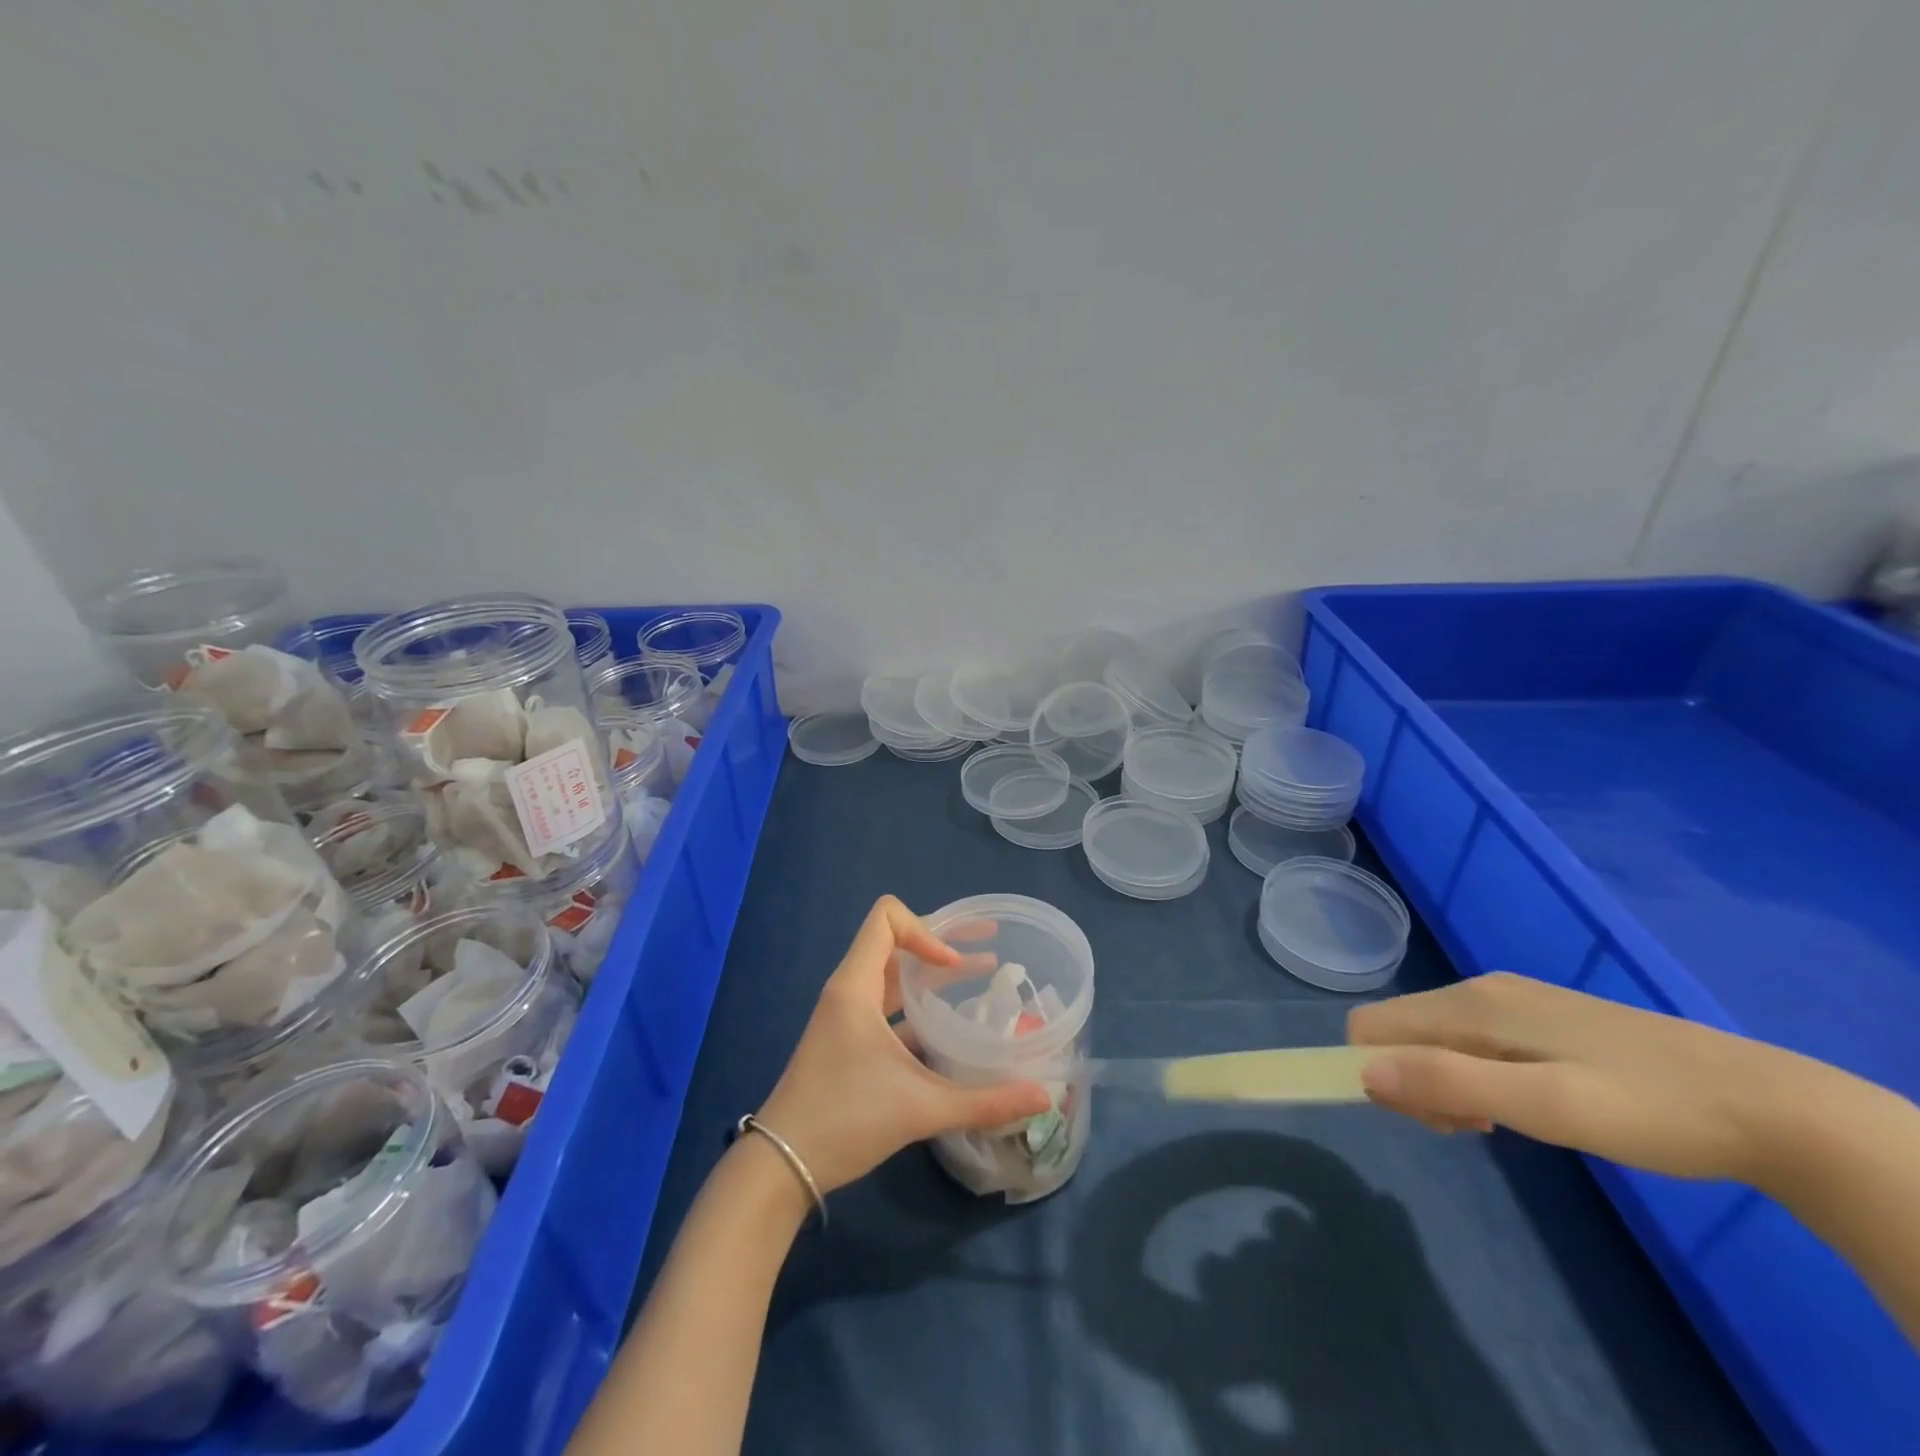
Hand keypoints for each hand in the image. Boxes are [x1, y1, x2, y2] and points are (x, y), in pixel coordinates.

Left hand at [757, 896, 1051, 1193]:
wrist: (781, 1164)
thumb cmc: (845, 1118)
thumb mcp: (920, 1107)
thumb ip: (984, 1101)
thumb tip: (1043, 1098)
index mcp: (856, 985)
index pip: (886, 918)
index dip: (927, 930)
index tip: (954, 966)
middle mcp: (850, 990)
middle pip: (896, 942)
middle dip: (943, 941)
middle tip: (989, 945)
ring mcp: (847, 1016)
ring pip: (894, 976)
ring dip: (933, 974)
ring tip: (981, 976)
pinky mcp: (848, 1040)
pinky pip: (888, 1005)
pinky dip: (920, 1005)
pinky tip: (950, 1028)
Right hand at [1348, 972, 1792, 1182]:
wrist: (1772, 1106)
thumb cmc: (1650, 1109)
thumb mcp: (1546, 1106)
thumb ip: (1449, 1082)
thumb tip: (1363, 1073)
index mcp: (1471, 1005)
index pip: (1374, 1027)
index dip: (1380, 1075)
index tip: (1436, 1121)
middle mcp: (1480, 990)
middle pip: (1402, 1032)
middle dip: (1416, 1083)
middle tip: (1479, 1129)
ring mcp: (1514, 1000)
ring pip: (1437, 1038)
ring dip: (1447, 1083)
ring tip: (1507, 1124)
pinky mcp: (1543, 1016)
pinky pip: (1473, 1040)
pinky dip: (1478, 1075)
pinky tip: (1530, 1105)